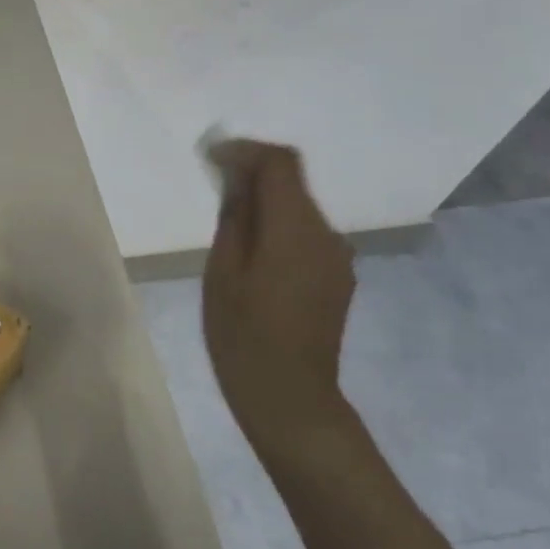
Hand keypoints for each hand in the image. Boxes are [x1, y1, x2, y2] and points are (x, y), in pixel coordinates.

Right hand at [201, 140, 356, 442]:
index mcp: (296, 229)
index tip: (211, 158)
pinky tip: (254, 262)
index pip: (280, 163)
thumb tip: (236, 177)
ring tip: (229, 236)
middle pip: (292, 184)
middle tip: (213, 194)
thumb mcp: (222, 272)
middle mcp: (327, 234)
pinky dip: (279, 231)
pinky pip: (306, 237)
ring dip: (265, 207)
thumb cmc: (243, 336)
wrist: (289, 397)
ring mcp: (337, 258)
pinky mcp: (338, 278)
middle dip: (252, 178)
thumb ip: (234, 217)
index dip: (245, 151)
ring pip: (298, 211)